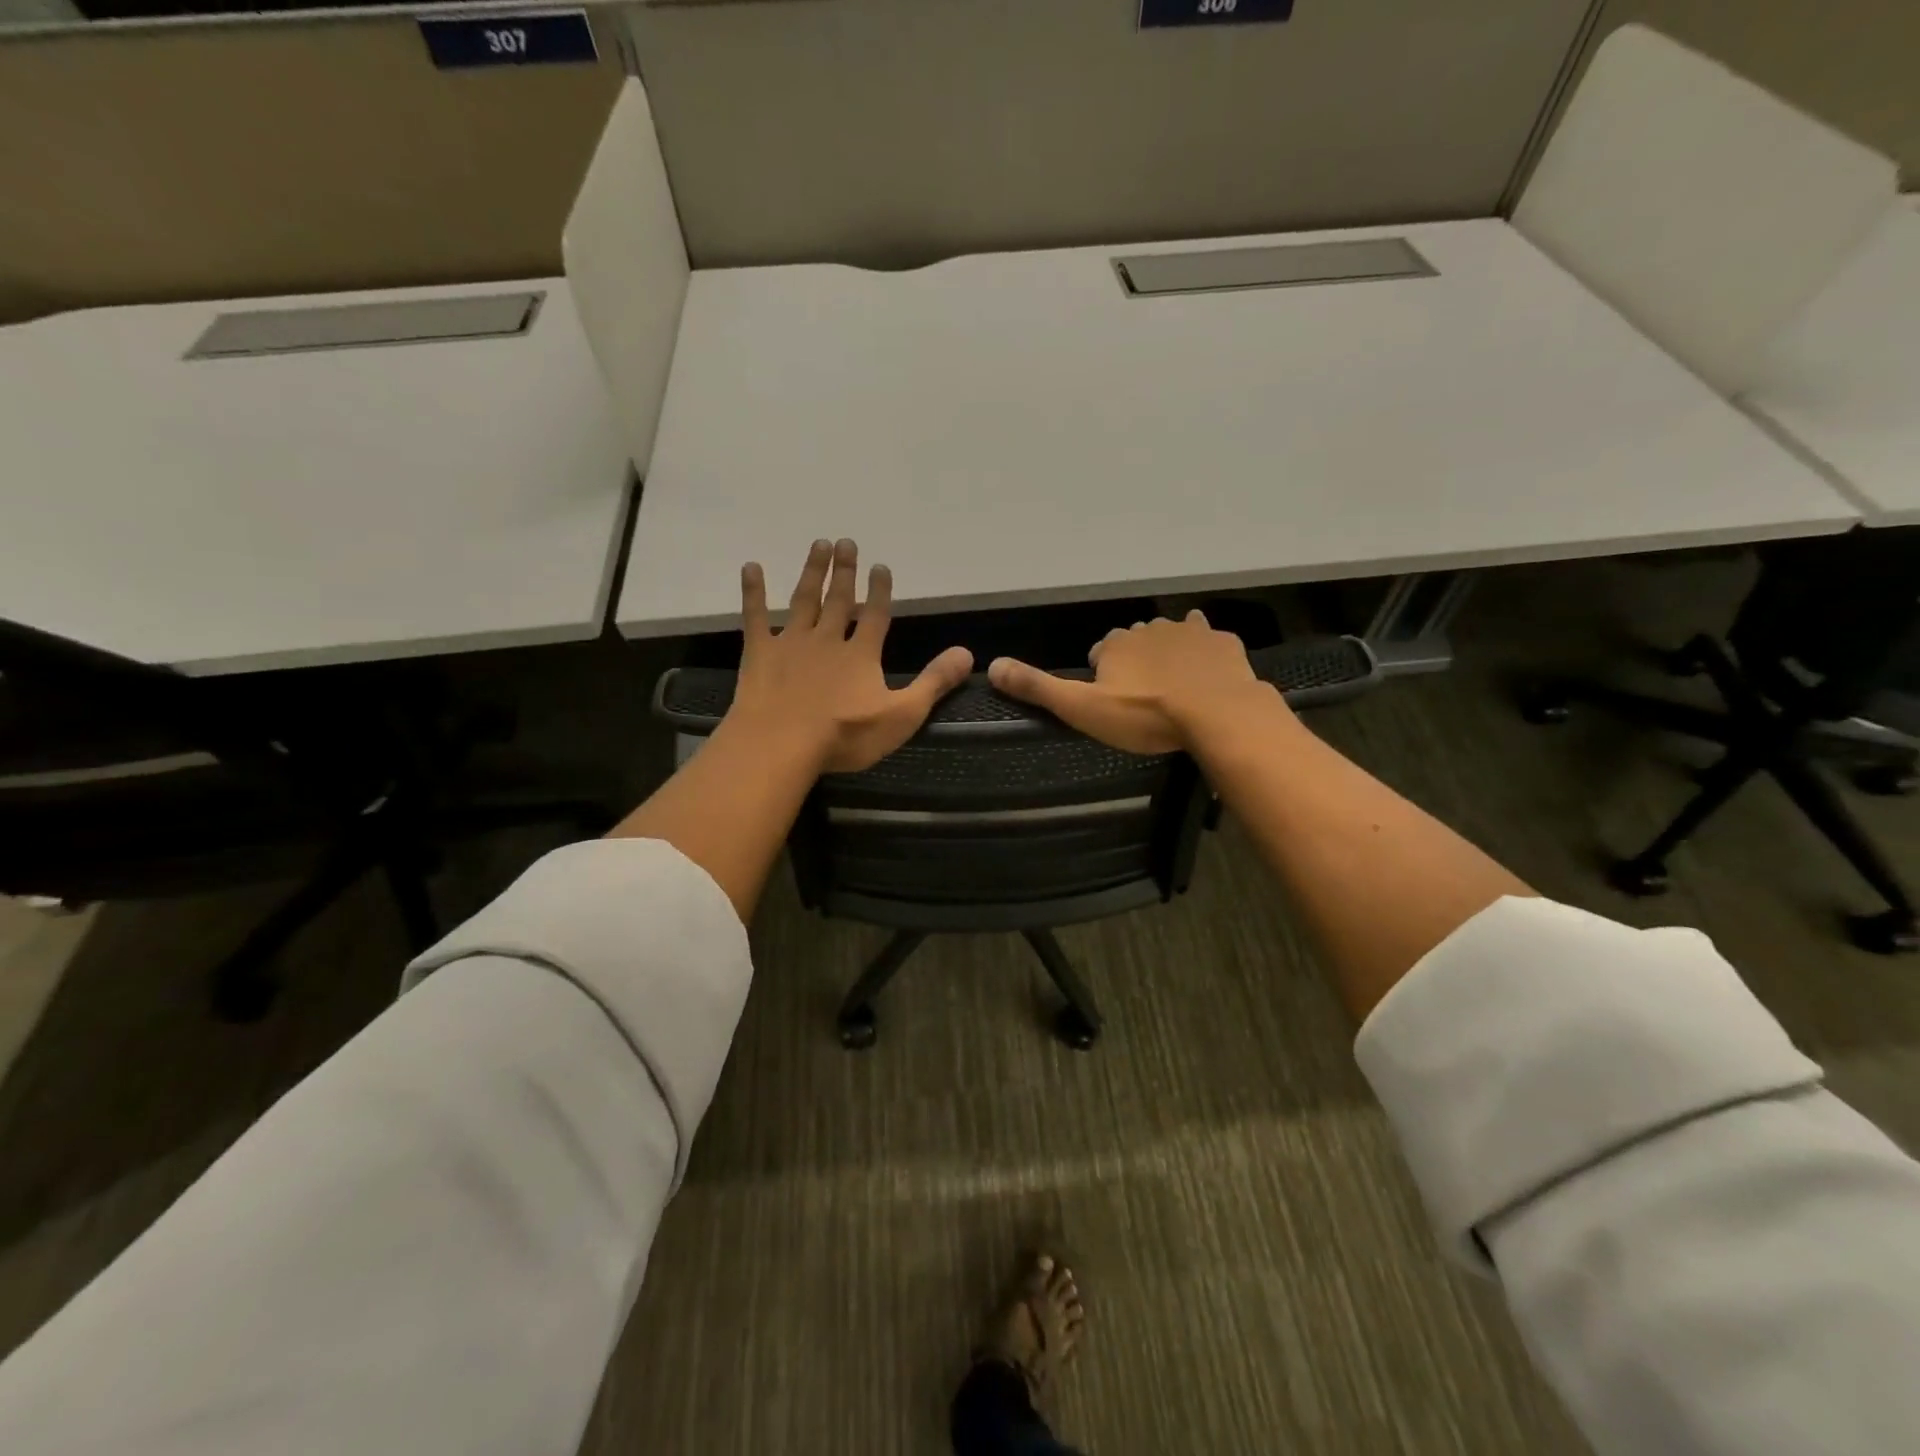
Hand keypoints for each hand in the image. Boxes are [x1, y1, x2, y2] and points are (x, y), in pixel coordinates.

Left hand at [723, 538, 972, 773]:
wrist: (782, 743)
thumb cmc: (845, 735)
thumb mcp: (901, 715)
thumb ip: (933, 683)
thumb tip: (967, 654)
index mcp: (861, 654)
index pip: (875, 615)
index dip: (879, 590)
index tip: (880, 565)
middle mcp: (828, 639)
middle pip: (839, 599)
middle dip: (845, 571)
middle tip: (846, 542)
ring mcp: (791, 642)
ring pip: (804, 599)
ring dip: (813, 572)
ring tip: (819, 544)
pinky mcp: (760, 652)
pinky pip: (755, 616)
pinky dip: (754, 591)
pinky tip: (751, 567)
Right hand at [986, 611, 1281, 753]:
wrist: (1216, 712)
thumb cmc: (1144, 715)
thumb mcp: (1082, 708)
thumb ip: (1038, 688)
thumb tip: (991, 666)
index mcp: (1116, 643)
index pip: (1101, 650)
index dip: (1102, 672)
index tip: (1109, 697)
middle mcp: (1149, 628)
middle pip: (1136, 641)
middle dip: (1136, 661)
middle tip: (1141, 696)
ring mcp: (1190, 631)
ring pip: (1172, 637)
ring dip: (1169, 654)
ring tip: (1173, 685)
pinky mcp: (1222, 642)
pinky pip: (1209, 642)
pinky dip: (1205, 654)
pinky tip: (1207, 674)